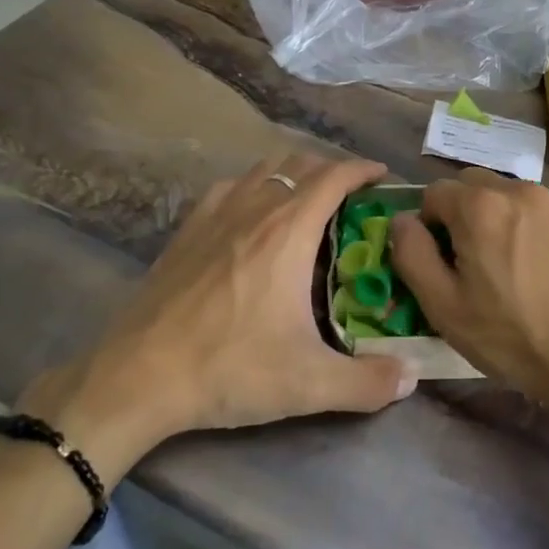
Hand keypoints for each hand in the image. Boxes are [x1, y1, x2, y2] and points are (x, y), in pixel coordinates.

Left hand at [20, 153, 417, 481]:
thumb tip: (410, 377)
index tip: (383, 176)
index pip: (334, 176)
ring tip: (306, 203)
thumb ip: (367, 383)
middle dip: (332, 172)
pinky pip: (228, 188)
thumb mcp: (308, 384)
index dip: (363, 169)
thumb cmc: (229, 368)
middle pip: (300, 165)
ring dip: (292, 176)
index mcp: (289, 230)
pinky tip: (251, 215)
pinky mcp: (186, 230)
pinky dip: (252, 188)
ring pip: (263, 171)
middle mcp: (255, 209)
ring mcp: (215, 215)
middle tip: (351, 199)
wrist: (138, 377)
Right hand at [389, 170, 548, 420]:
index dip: (428, 226)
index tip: (440, 263)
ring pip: (507, 197)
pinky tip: (539, 271)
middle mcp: (518, 190)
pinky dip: (527, 229)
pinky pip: (538, 212)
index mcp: (480, 206)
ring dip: (495, 220)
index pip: (434, 193)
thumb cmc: (513, 336)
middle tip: (468, 264)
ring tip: (507, 269)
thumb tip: (402, 221)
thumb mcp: (445, 306)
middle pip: (472, 187)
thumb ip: (412, 255)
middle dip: (461, 216)